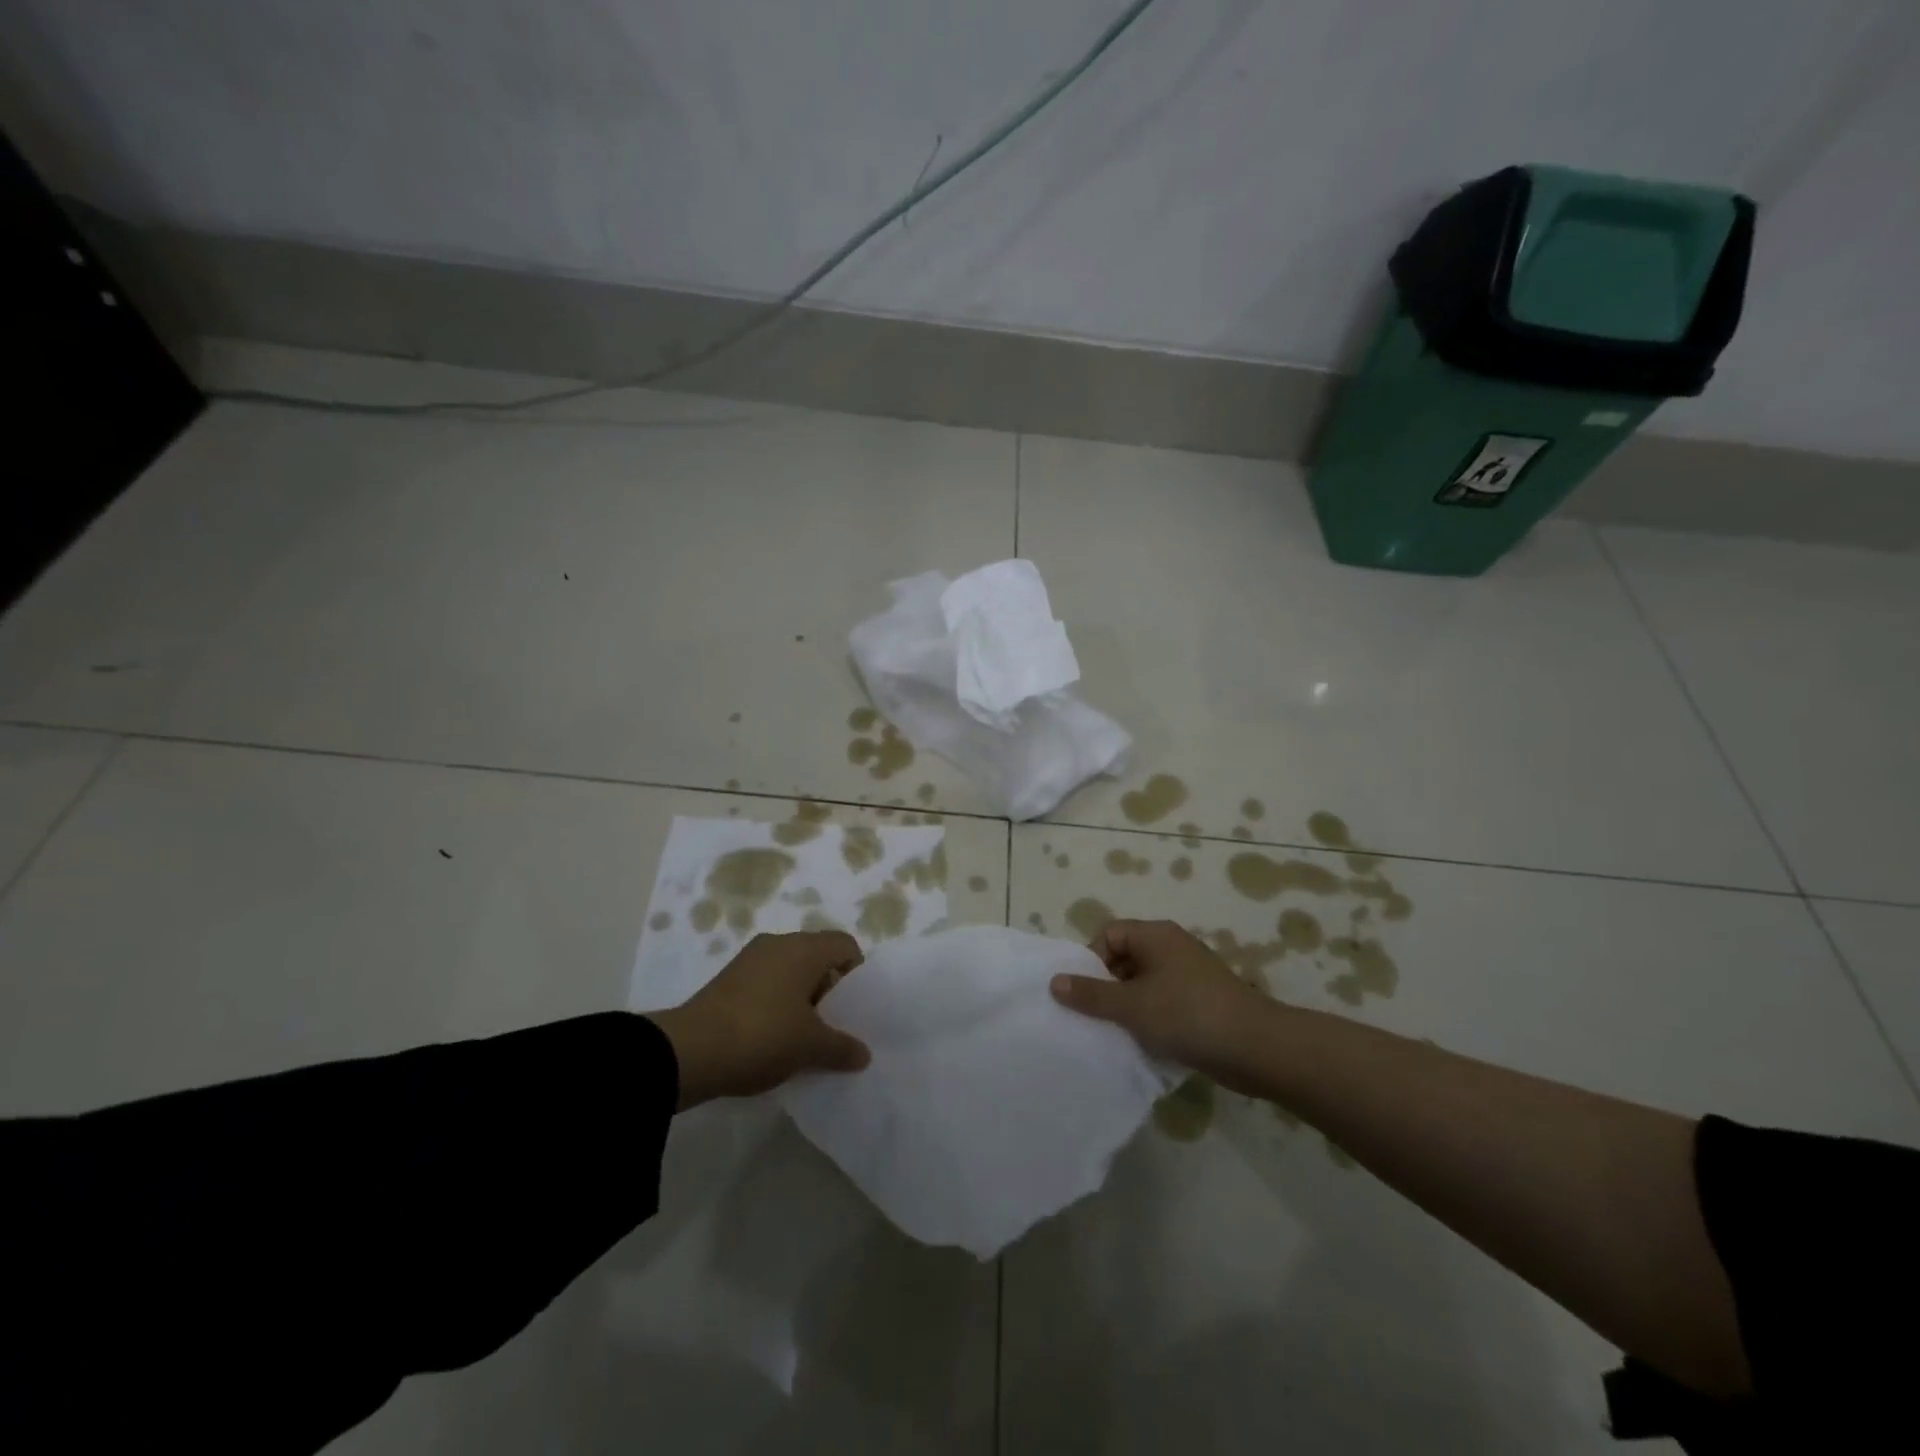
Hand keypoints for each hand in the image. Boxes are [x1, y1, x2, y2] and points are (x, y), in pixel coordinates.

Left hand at [648, 931, 870, 1109]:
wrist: (688, 1053)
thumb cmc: (762, 1036)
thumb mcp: (810, 1047)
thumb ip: (842, 1047)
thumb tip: (864, 1054)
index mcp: (803, 948)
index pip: (845, 945)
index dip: (857, 975)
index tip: (855, 1009)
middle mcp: (778, 944)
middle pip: (818, 958)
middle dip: (830, 992)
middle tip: (834, 1027)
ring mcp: (749, 961)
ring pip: (791, 973)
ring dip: (803, 1001)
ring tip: (805, 1039)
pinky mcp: (728, 982)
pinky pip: (767, 986)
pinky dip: (777, 1007)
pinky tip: (775, 1041)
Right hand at [1050, 919, 1279, 1091]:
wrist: (1257, 1048)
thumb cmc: (1188, 1015)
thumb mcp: (1131, 1005)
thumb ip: (1091, 994)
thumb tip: (1055, 981)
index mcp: (1155, 936)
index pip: (1108, 934)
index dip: (1091, 961)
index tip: (1086, 994)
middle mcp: (1171, 948)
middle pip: (1124, 958)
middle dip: (1106, 987)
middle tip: (1097, 1017)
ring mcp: (1188, 976)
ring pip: (1142, 984)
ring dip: (1127, 1007)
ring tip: (1118, 1034)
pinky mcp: (1200, 1003)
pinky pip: (1162, 1003)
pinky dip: (1149, 1020)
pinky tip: (1145, 1044)